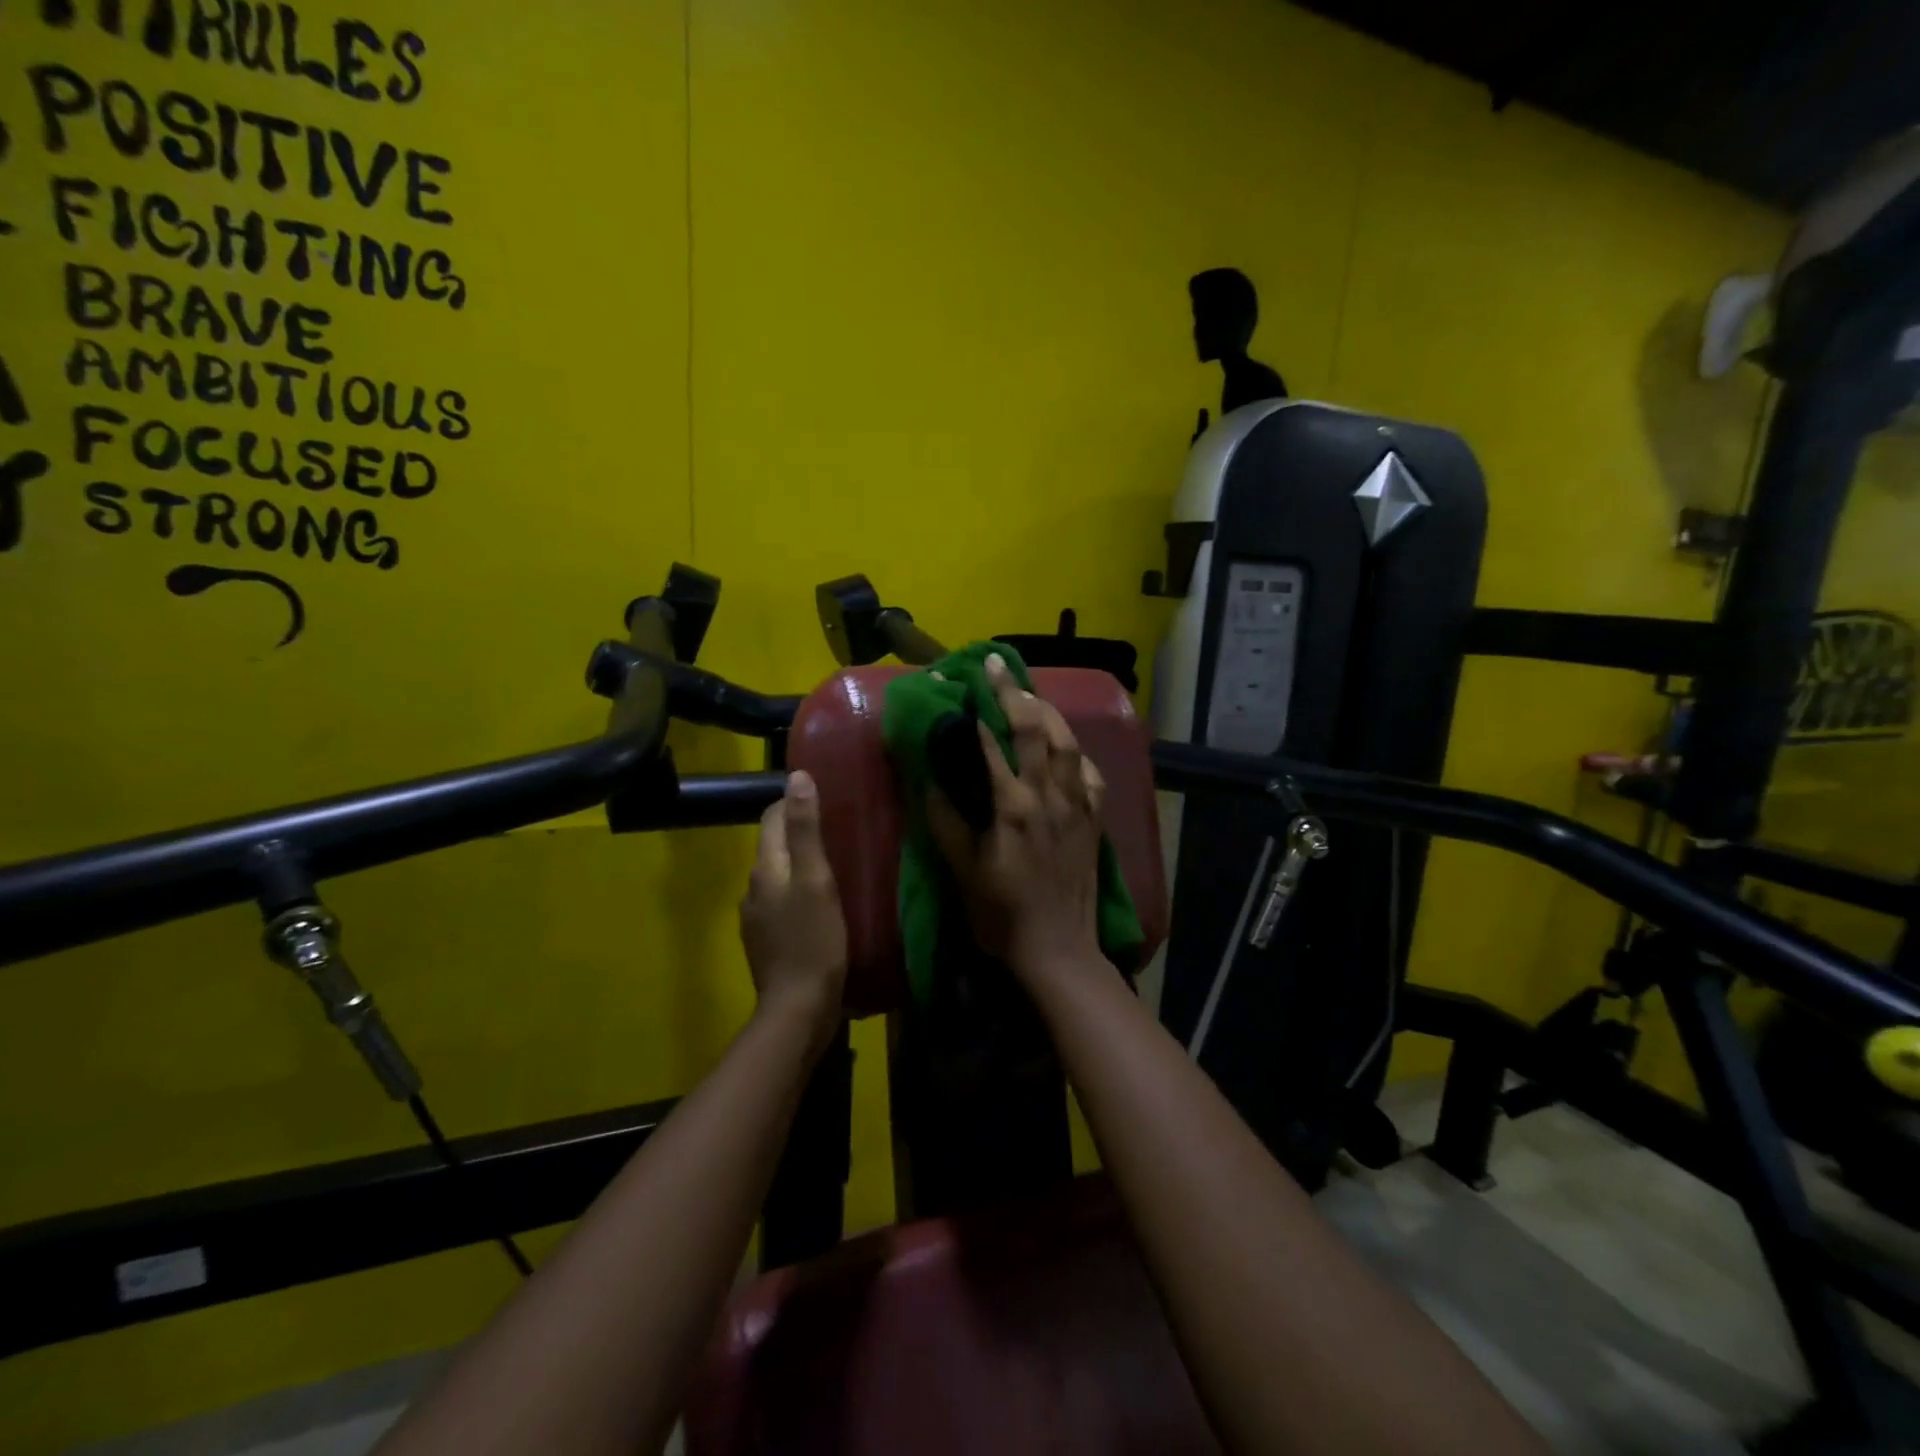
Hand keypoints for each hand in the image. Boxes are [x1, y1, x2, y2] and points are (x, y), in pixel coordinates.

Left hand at [739, 771, 846, 1046]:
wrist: (798, 1009)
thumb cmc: (813, 941)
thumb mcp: (817, 880)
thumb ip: (806, 830)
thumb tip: (797, 777)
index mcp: (765, 868)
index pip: (771, 818)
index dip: (794, 802)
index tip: (827, 799)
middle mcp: (754, 888)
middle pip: (775, 846)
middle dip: (801, 833)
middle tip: (841, 830)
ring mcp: (757, 918)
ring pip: (780, 875)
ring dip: (802, 866)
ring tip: (838, 865)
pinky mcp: (768, 941)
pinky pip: (784, 903)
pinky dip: (801, 894)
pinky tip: (825, 904)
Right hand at [927, 655, 1107, 981]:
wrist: (1057, 948)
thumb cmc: (1001, 913)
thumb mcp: (962, 869)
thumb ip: (946, 820)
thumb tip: (932, 778)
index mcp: (1012, 806)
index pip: (992, 743)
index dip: (975, 708)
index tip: (961, 680)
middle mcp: (1048, 795)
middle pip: (1034, 729)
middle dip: (1013, 691)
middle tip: (996, 664)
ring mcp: (1077, 805)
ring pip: (1067, 743)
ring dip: (1047, 711)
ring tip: (1029, 693)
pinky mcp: (1094, 820)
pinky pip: (1090, 773)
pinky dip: (1076, 751)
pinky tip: (1066, 745)